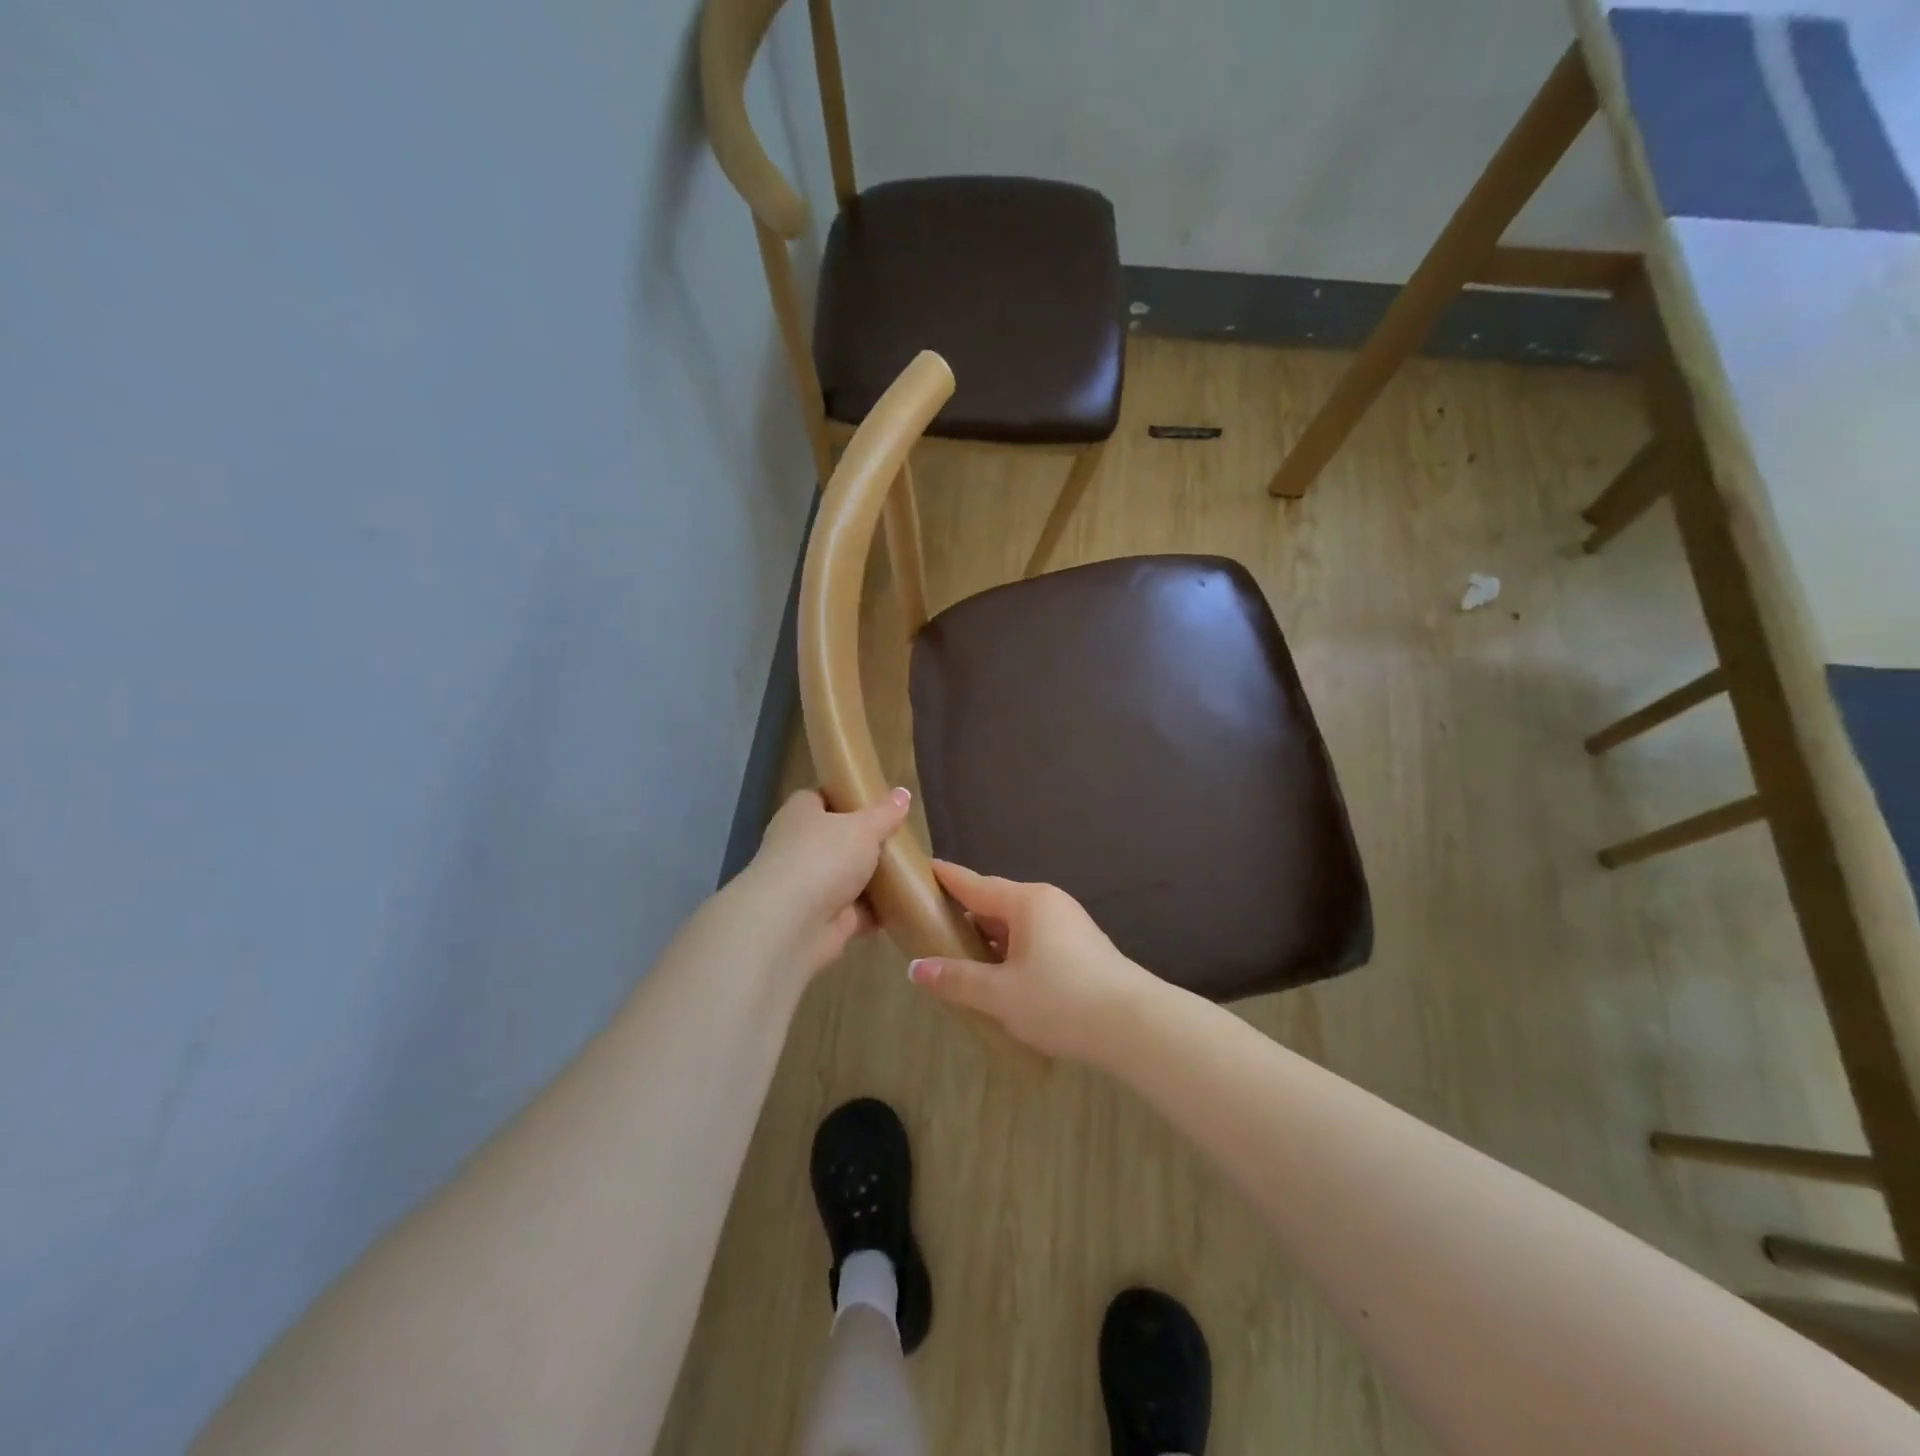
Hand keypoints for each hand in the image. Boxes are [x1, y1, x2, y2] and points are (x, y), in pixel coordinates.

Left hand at [741, 788, 911, 975]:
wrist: (791, 924)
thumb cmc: (824, 857)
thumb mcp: (862, 827)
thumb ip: (884, 813)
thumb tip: (903, 793)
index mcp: (801, 814)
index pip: (822, 798)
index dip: (848, 797)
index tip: (878, 802)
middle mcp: (800, 847)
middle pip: (839, 839)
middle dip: (868, 841)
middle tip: (902, 838)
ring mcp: (810, 885)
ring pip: (849, 876)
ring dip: (875, 878)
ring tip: (912, 870)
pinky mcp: (823, 918)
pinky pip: (858, 910)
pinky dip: (878, 910)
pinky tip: (906, 903)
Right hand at [906, 861, 1160, 1062]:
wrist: (1134, 1026)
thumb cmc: (1061, 1000)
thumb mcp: (1001, 994)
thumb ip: (957, 979)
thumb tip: (917, 969)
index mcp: (1026, 902)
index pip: (975, 883)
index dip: (947, 878)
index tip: (923, 868)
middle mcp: (1048, 903)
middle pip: (996, 903)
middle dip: (965, 915)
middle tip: (931, 928)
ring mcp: (1068, 924)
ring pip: (1017, 924)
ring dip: (989, 939)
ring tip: (960, 958)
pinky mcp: (1082, 947)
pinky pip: (1034, 939)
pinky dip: (1011, 951)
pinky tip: (1001, 976)